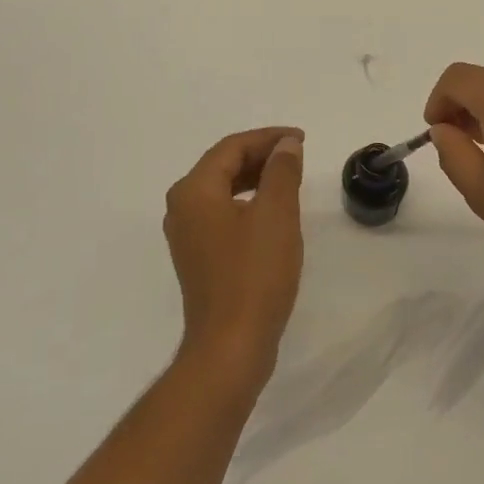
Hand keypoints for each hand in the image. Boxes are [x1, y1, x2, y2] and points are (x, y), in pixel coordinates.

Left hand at [163, 127, 304, 383]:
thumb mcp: (276, 214)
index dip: (268, 138)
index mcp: (194, 191)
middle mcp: (182, 207)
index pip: (231, 148)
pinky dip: (248, 203)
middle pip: (223, 165)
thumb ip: (281, 171)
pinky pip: (222, 213)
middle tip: (298, 156)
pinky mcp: (198, 257)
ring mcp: (187, 234)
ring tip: (290, 178)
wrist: (231, 345)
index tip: (301, 139)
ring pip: (223, 190)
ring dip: (256, 178)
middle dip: (262, 155)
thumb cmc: (254, 274)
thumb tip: (286, 144)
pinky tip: (272, 212)